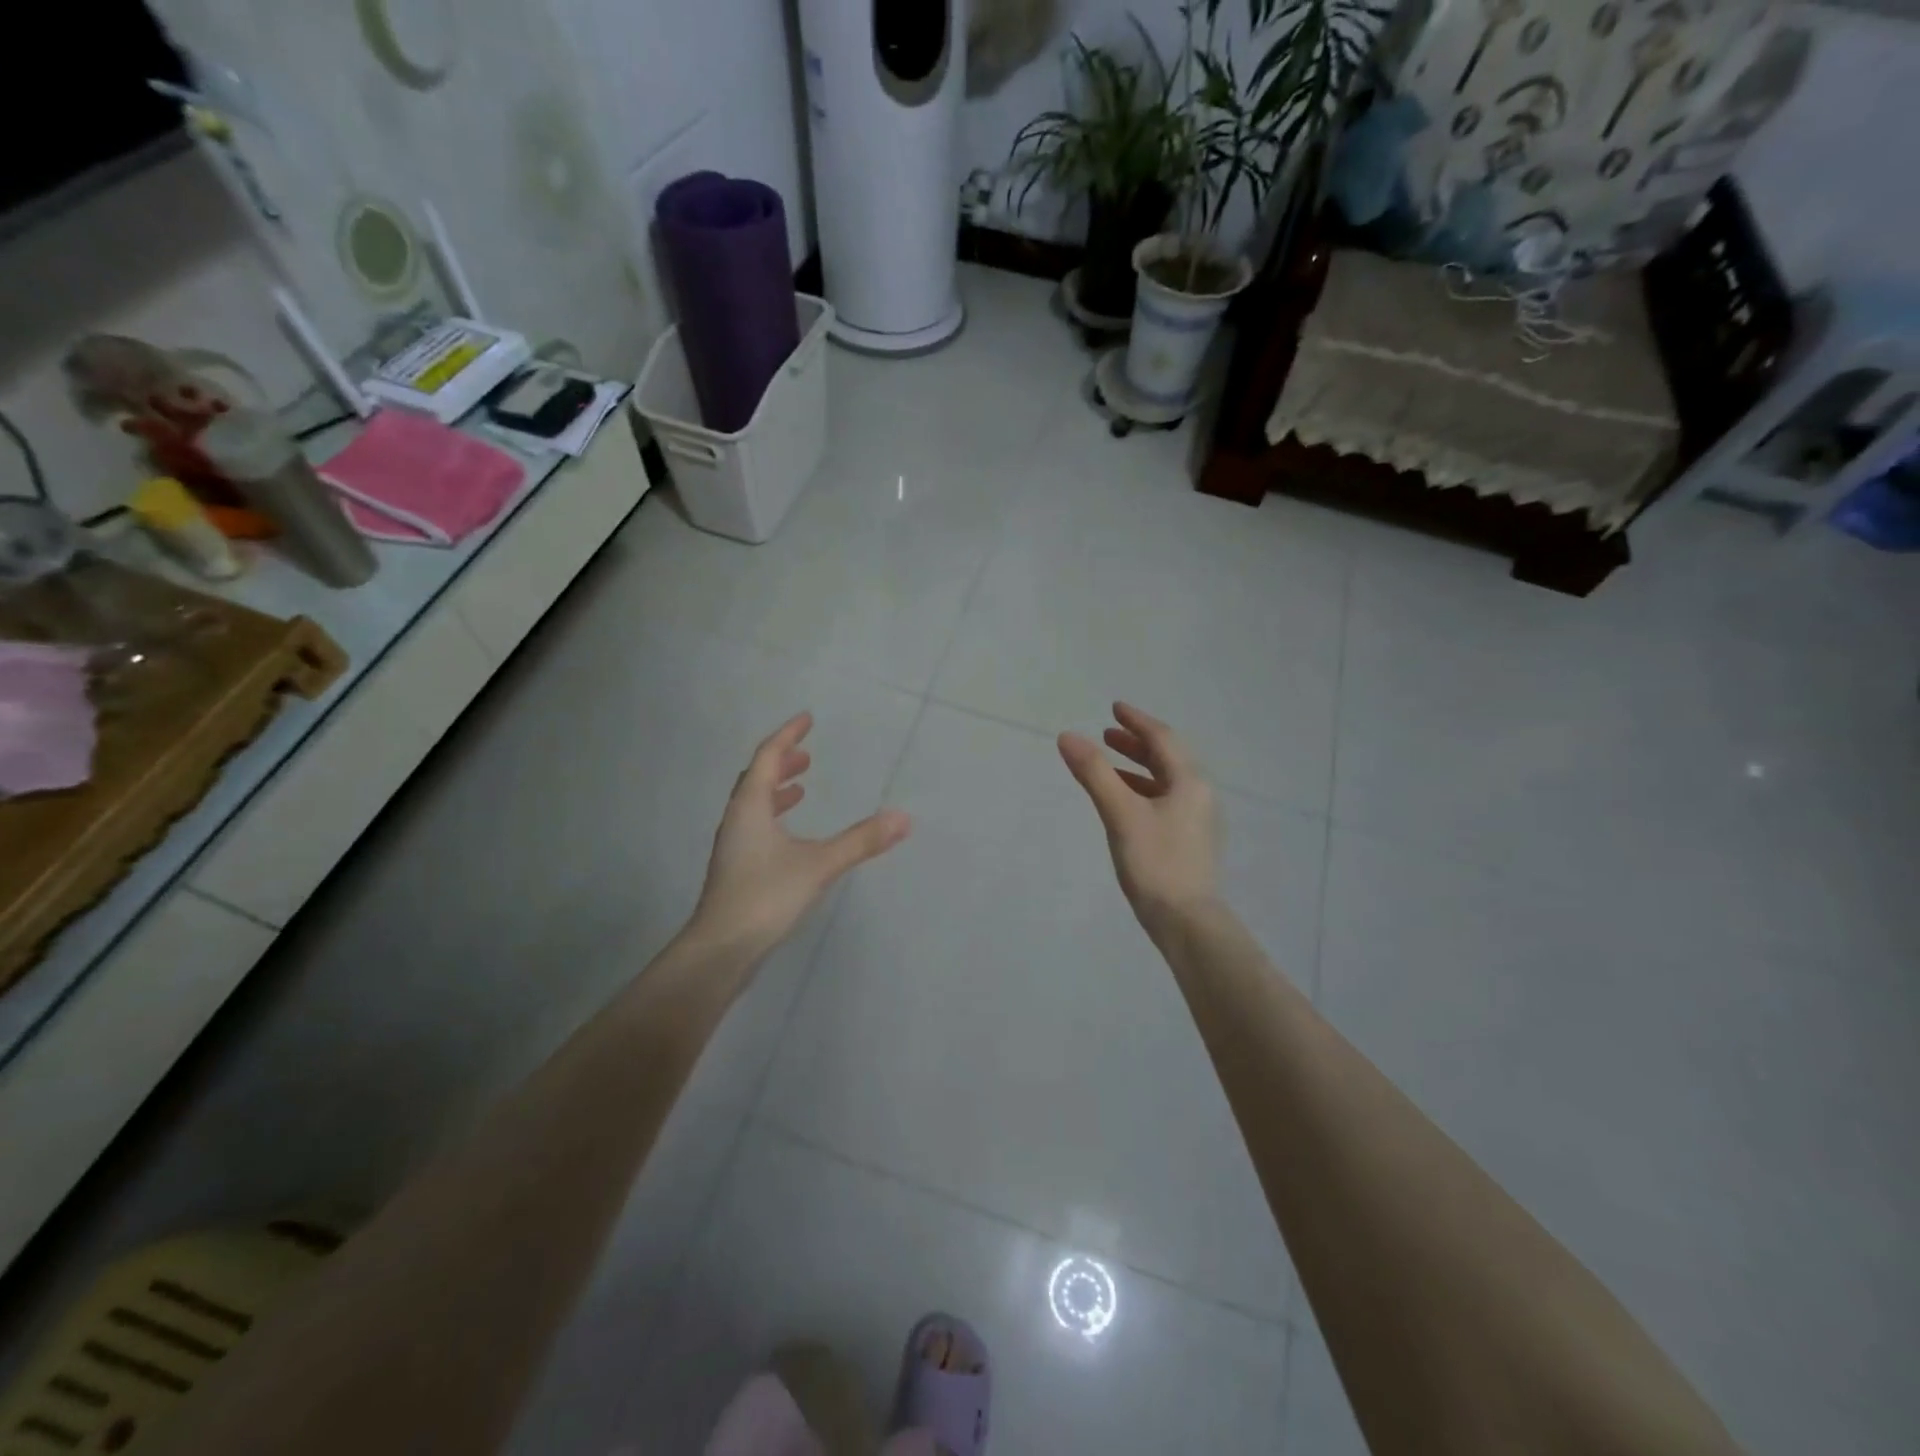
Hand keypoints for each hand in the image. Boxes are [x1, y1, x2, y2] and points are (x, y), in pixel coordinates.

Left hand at [688, 712, 910, 966]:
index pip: (767, 757)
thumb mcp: (819, 865)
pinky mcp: (737, 869)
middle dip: (782, 763)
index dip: (787, 735)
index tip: (807, 719)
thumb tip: (903, 818)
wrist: (721, 949)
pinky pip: (756, 827)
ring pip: (754, 805)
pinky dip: (775, 817)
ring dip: (777, 791)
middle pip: (756, 779)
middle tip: (807, 756)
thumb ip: (861, 841)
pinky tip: (791, 838)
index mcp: (751, 807)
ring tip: (801, 789)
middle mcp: (737, 820)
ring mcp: (734, 846)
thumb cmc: (766, 897)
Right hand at [1058, 703, 1220, 931]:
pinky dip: (1143, 791)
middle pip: (1167, 758)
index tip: (1114, 708)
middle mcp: (1200, 794)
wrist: (1187, 922)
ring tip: (1109, 763)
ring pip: (1166, 781)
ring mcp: (1198, 819)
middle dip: (1137, 743)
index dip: (1136, 721)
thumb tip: (1068, 736)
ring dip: (1138, 767)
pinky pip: (1166, 801)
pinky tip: (1124, 803)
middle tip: (1107, 734)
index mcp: (1190, 782)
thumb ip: (1095, 773)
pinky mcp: (1191, 841)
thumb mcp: (1120, 814)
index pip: (1162, 738)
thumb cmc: (1155, 864)